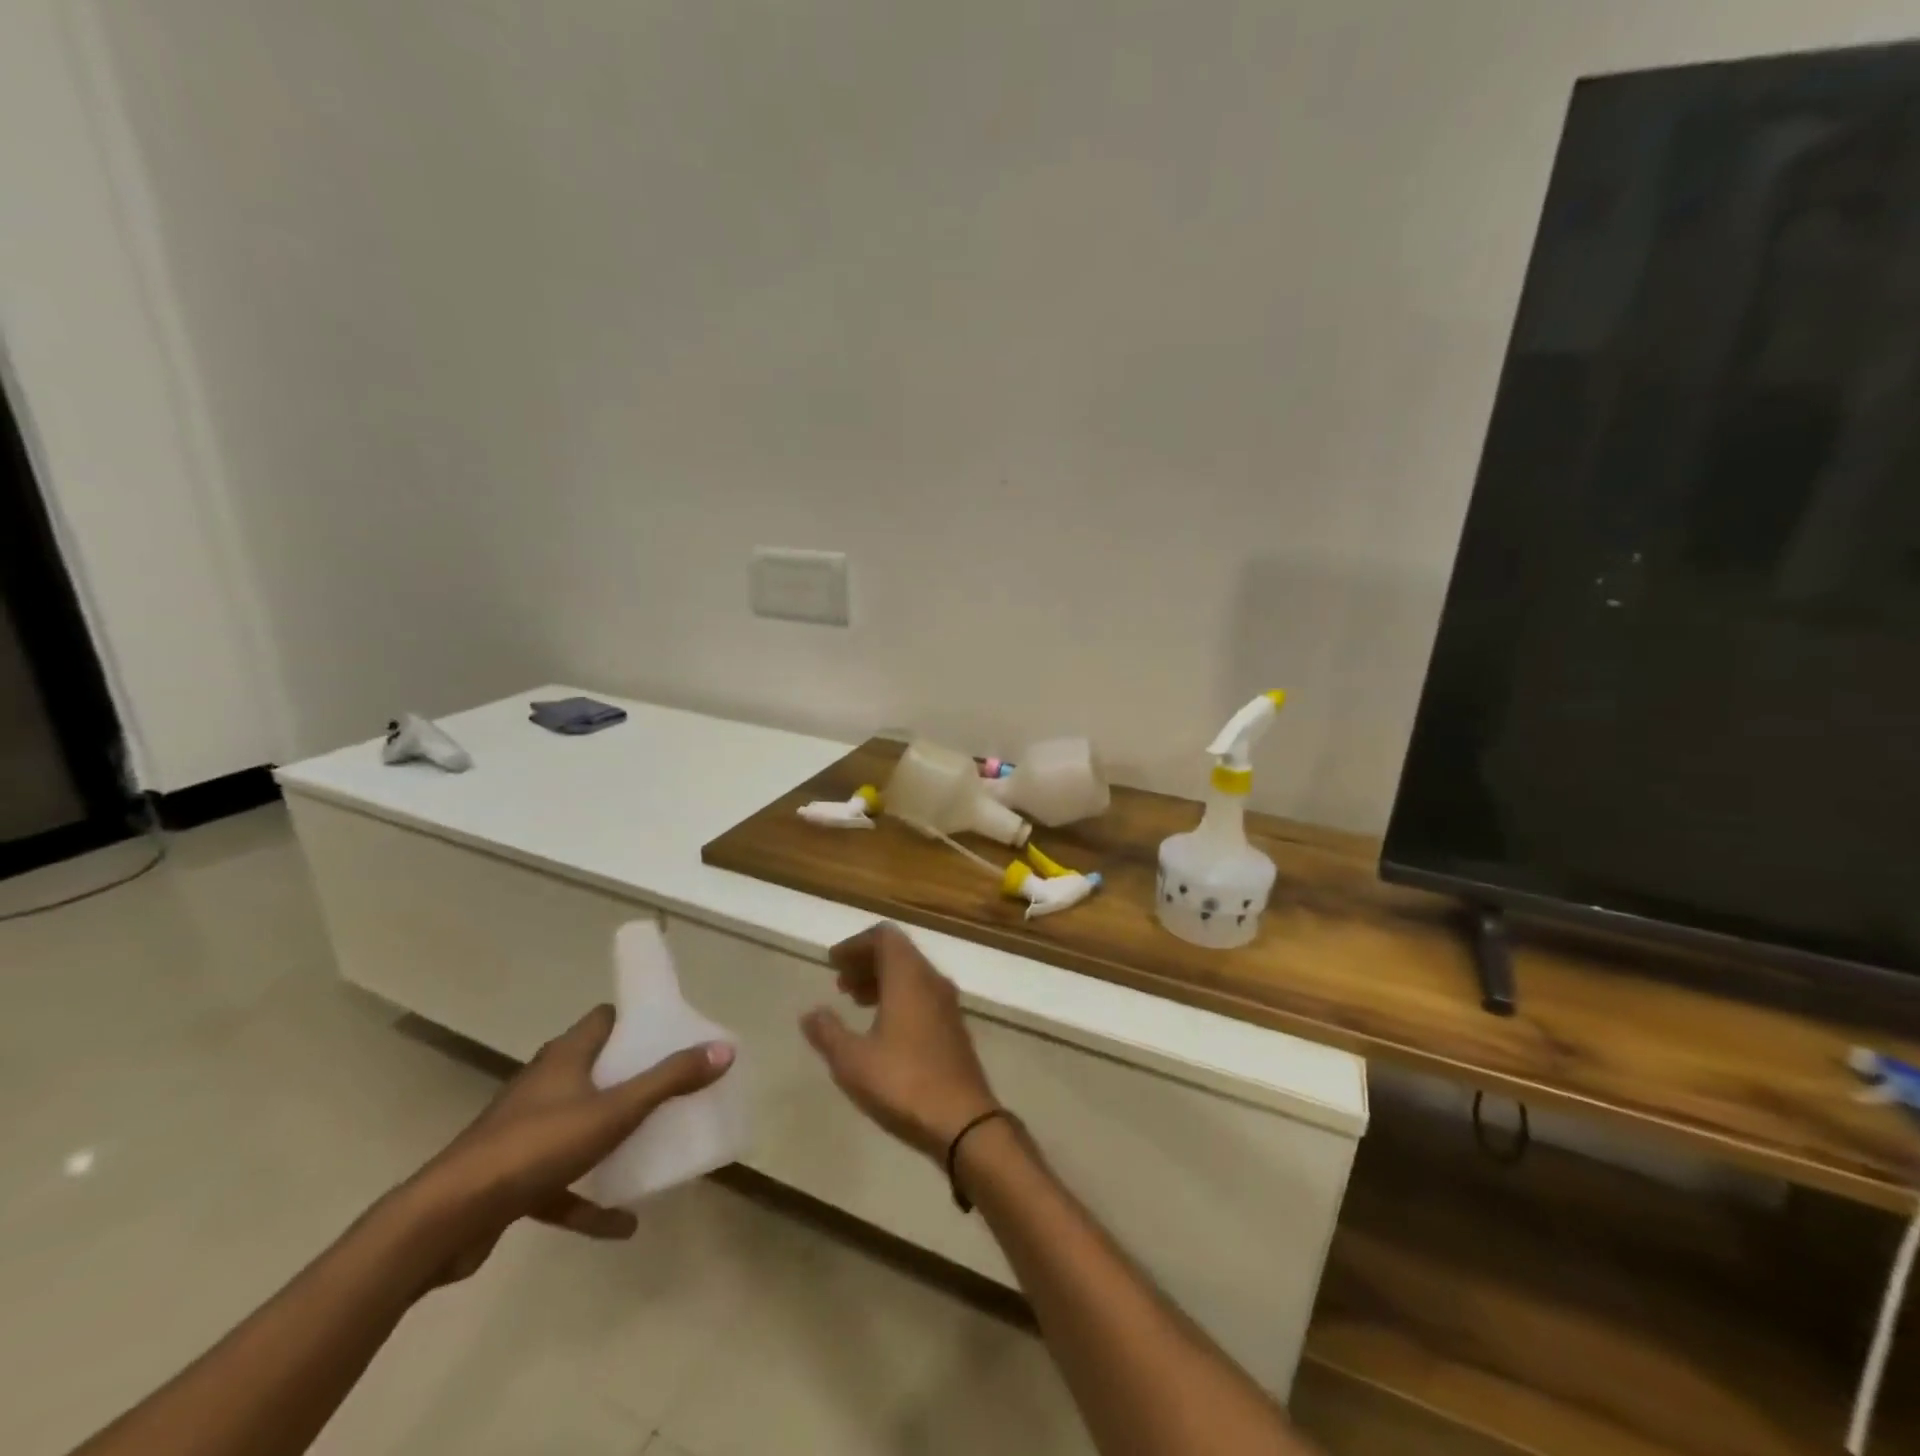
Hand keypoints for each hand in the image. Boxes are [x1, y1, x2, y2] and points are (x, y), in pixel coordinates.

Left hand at [401, 1005, 734, 1284]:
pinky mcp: (512, 1178)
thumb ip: (670, 1080)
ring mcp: (525, 1132)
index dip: (637, 1020)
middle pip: (595, 1067)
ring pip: (579, 1123)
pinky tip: (623, 1223)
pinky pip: (563, 1183)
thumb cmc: (535, 1148)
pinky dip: (590, 1198)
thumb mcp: (614, 1111)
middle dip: (633, 1075)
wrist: (445, 1222)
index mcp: (565, 1057)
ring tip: (654, 1144)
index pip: (605, 1019)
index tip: (672, 1031)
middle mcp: (544, 1085)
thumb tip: (724, 1049)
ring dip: (612, 1135)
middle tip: (675, 1085)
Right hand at [801, 923, 998, 1159]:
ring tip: (854, 1002)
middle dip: (867, 961)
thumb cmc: (903, 1082)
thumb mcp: (852, 1060)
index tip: (833, 962)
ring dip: (882, 980)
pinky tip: (881, 1027)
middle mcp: (931, 980)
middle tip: (839, 982)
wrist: (963, 1120)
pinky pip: (922, 995)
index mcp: (908, 976)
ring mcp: (947, 1004)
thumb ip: (828, 1032)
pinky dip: (898, 998)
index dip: (856, 944)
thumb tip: (810, 1013)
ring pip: (911, 975)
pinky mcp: (953, 1027)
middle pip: (898, 953)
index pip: (884, 937)